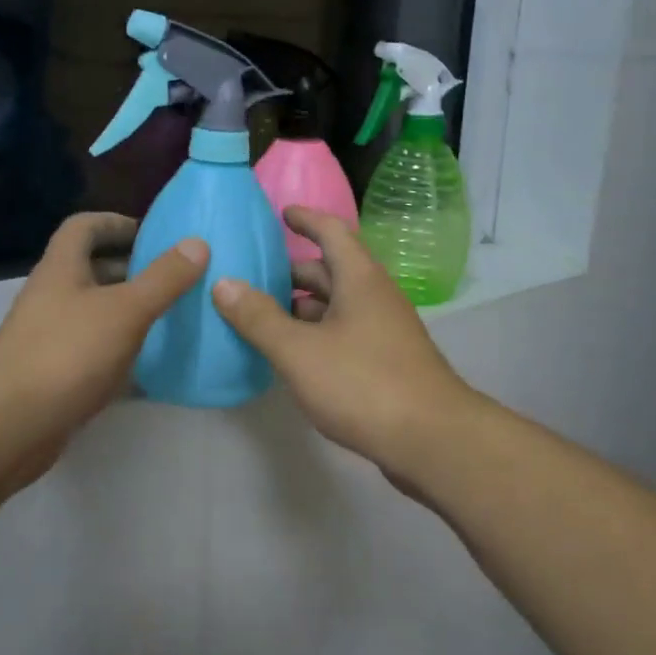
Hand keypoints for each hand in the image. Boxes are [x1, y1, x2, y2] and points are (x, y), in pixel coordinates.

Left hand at [0, 213, 206, 488]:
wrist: (9, 426)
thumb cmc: (67, 354)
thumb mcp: (125, 310)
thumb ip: (163, 278)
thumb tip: (197, 243)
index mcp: (61, 269)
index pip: (84, 227)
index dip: (117, 222)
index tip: (155, 235)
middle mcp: (52, 296)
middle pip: (91, 269)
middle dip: (132, 269)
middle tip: (175, 278)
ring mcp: (50, 337)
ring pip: (95, 312)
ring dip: (129, 311)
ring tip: (171, 316)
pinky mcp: (55, 374)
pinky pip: (94, 351)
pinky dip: (122, 351)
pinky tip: (152, 365)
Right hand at [211, 206, 473, 485]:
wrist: (432, 440)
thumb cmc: (363, 383)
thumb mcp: (299, 351)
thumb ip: (258, 318)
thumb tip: (223, 283)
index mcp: (359, 280)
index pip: (332, 232)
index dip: (306, 219)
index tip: (280, 214)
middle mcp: (375, 297)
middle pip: (331, 270)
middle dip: (293, 271)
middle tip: (253, 275)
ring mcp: (384, 331)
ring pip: (337, 306)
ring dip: (302, 306)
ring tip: (261, 315)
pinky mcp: (386, 363)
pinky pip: (343, 334)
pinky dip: (315, 334)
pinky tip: (291, 354)